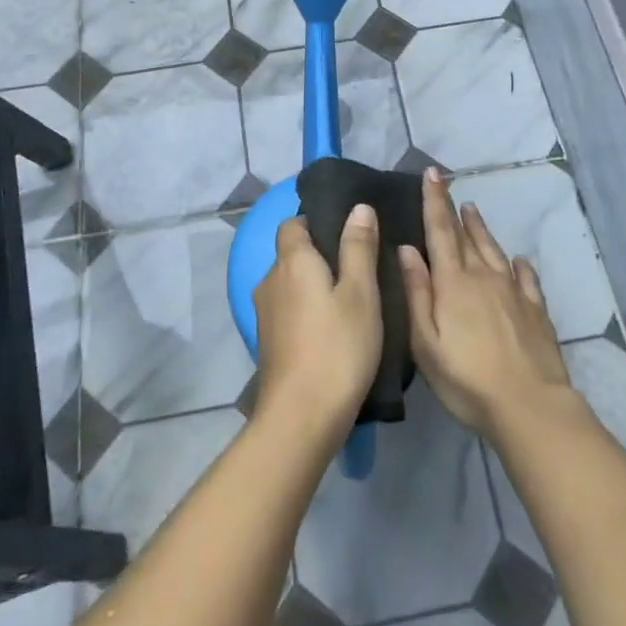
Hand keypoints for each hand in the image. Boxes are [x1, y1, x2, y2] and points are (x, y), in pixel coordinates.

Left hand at [253, 207, 383, 445]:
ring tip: (350, 301)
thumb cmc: (337, 346)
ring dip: (314, 287)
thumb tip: (358, 207)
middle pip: (292, 254)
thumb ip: (358, 247)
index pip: (293, 223)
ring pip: (290, 285)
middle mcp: (270, 280)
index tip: (348, 235)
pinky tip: (332, 331)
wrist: (301, 417)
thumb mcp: (361, 293)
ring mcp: (265, 314)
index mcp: (292, 261)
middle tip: (359, 269)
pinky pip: (288, 311)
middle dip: (320, 256)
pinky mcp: (268, 343)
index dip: (317, 223)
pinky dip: (307, 312)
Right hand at [400, 167, 571, 441]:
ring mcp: (513, 291)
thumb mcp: (426, 343)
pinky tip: (518, 260)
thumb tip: (407, 249)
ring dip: (481, 229)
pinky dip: (519, 265)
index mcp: (453, 283)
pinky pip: (526, 278)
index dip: (434, 201)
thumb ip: (417, 293)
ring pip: (494, 250)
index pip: (440, 231)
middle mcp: (484, 277)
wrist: (530, 405)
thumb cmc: (467, 379)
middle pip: (466, 236)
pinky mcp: (536, 310)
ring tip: (473, 210)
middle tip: (447, 186)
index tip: (432, 174)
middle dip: (454, 209)